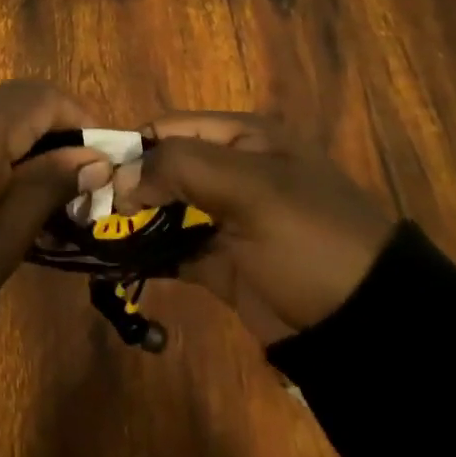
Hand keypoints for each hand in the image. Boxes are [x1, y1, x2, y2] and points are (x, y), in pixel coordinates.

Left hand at [0, 81, 112, 347]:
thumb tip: (94, 157)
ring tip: (36, 197)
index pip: (46, 96)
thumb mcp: (4, 238)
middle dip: (53, 133)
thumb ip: (49, 185)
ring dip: (19, 142)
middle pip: (16, 101)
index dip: (81, 119)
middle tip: (74, 186)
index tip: (102, 161)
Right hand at [113, 113, 394, 343]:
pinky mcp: (225, 266)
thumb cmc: (309, 239)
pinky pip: (176, 251)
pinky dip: (148, 254)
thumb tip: (120, 179)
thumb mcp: (250, 188)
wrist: (371, 329)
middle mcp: (231, 171)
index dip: (131, 147)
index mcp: (243, 137)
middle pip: (163, 168)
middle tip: (84, 212)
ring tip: (90, 237)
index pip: (168, 128)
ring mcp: (228, 220)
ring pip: (165, 210)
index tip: (94, 176)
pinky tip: (116, 262)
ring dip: (131, 222)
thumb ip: (179, 168)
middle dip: (125, 187)